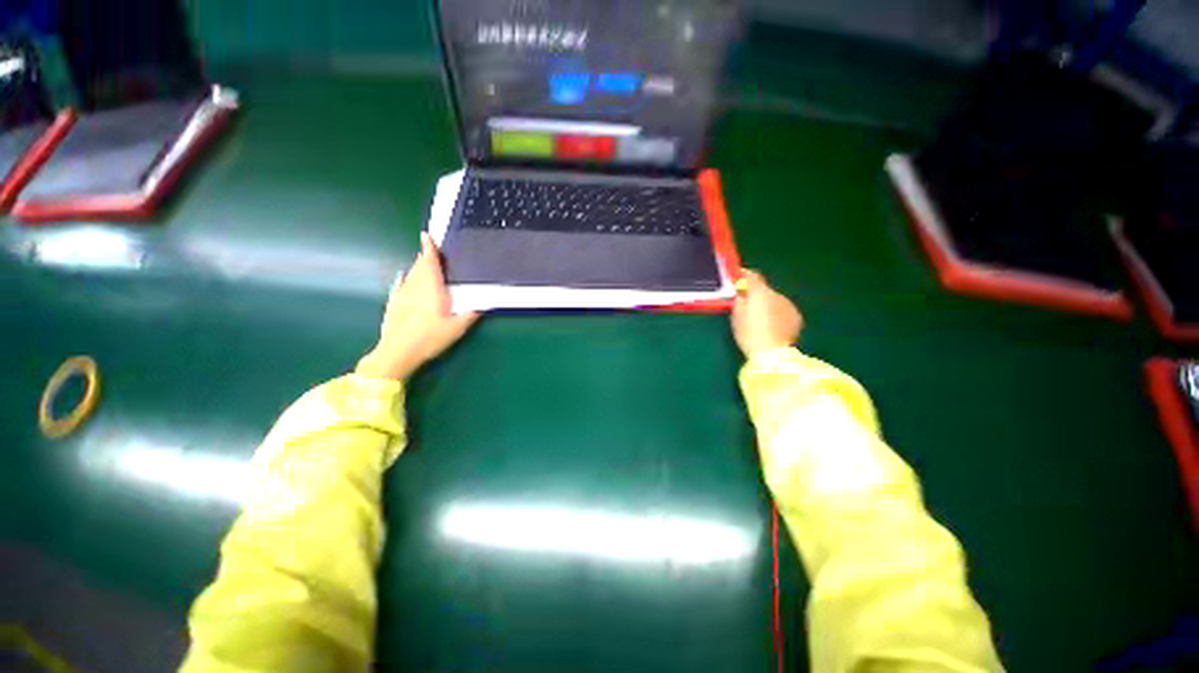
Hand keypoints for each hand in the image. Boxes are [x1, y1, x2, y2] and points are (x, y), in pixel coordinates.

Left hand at [356, 233, 478, 379]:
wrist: (398, 352)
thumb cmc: (430, 338)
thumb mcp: (457, 328)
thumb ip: (471, 314)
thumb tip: (484, 304)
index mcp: (432, 288)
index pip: (430, 262)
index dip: (429, 248)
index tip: (427, 235)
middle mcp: (415, 286)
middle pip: (420, 266)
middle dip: (426, 257)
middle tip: (433, 250)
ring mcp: (402, 294)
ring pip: (410, 274)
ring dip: (418, 267)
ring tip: (425, 264)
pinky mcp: (394, 304)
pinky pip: (399, 285)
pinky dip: (404, 279)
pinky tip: (403, 277)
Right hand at [731, 270, 802, 357]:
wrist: (773, 354)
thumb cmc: (749, 334)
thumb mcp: (736, 316)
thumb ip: (738, 299)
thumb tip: (741, 291)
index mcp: (760, 292)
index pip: (752, 275)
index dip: (744, 275)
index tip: (737, 277)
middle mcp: (777, 294)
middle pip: (764, 289)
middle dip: (755, 295)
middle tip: (746, 306)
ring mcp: (789, 305)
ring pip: (774, 300)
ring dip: (767, 305)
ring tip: (759, 319)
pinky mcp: (796, 317)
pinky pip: (782, 310)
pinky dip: (776, 314)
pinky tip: (771, 326)